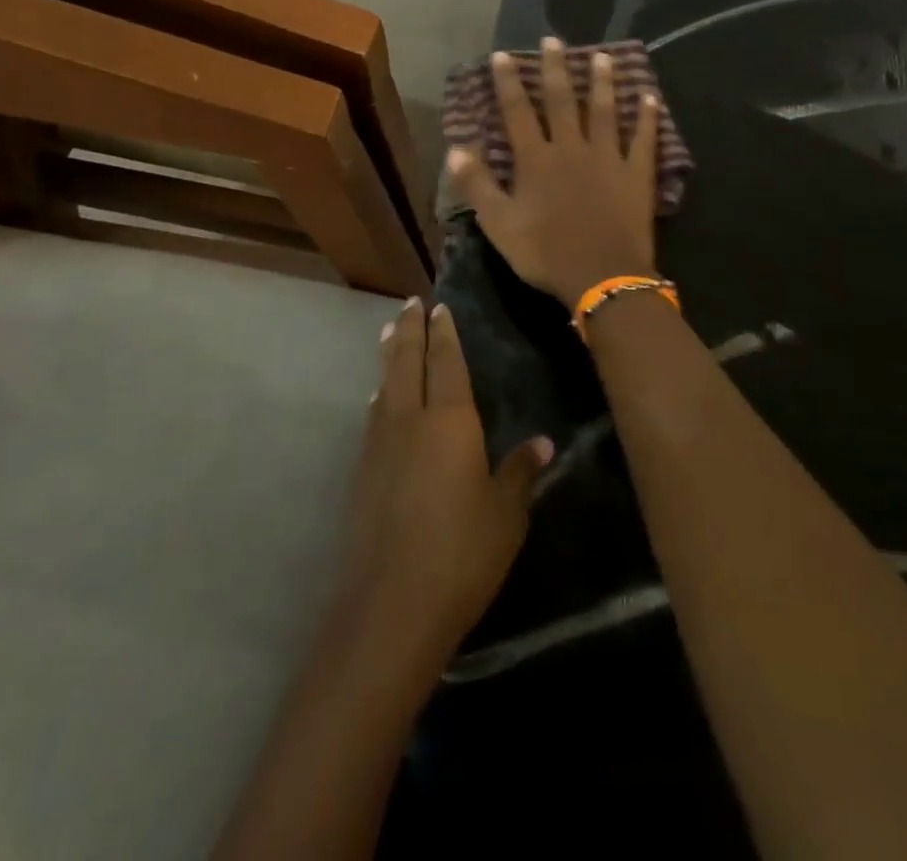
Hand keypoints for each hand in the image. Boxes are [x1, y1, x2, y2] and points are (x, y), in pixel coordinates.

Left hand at [332, 298, 553, 669]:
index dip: (444, 332)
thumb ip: (520, 472)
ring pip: (385, 385)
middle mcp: (410, 420)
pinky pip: (374, 415)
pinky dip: (380, 394)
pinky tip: (379, 399)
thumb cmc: (461, 553)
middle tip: (410, 303)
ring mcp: (380, 445)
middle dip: (410, 329)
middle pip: (407, 362)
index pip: (446, 362)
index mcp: (449, 421)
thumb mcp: (505, 515)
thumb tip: (544, 442)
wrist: (390, 605)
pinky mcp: (362, 472)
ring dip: (390, 356)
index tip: (439, 306)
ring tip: (391, 334)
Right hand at [447, 37, 660, 303]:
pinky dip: (647, 117)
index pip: (518, 112)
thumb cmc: (546, 253)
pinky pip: (644, 139)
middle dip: (555, 69)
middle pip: (563, 101)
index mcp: (536, 160)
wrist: (602, 277)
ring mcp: (608, 158)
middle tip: (554, 40)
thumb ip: (477, 185)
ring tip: (603, 56)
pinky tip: (650, 97)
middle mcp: (572, 148)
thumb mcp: (499, 225)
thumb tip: (456, 149)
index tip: (503, 55)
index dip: (508, 83)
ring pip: (605, 111)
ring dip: (603, 82)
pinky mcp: (637, 174)